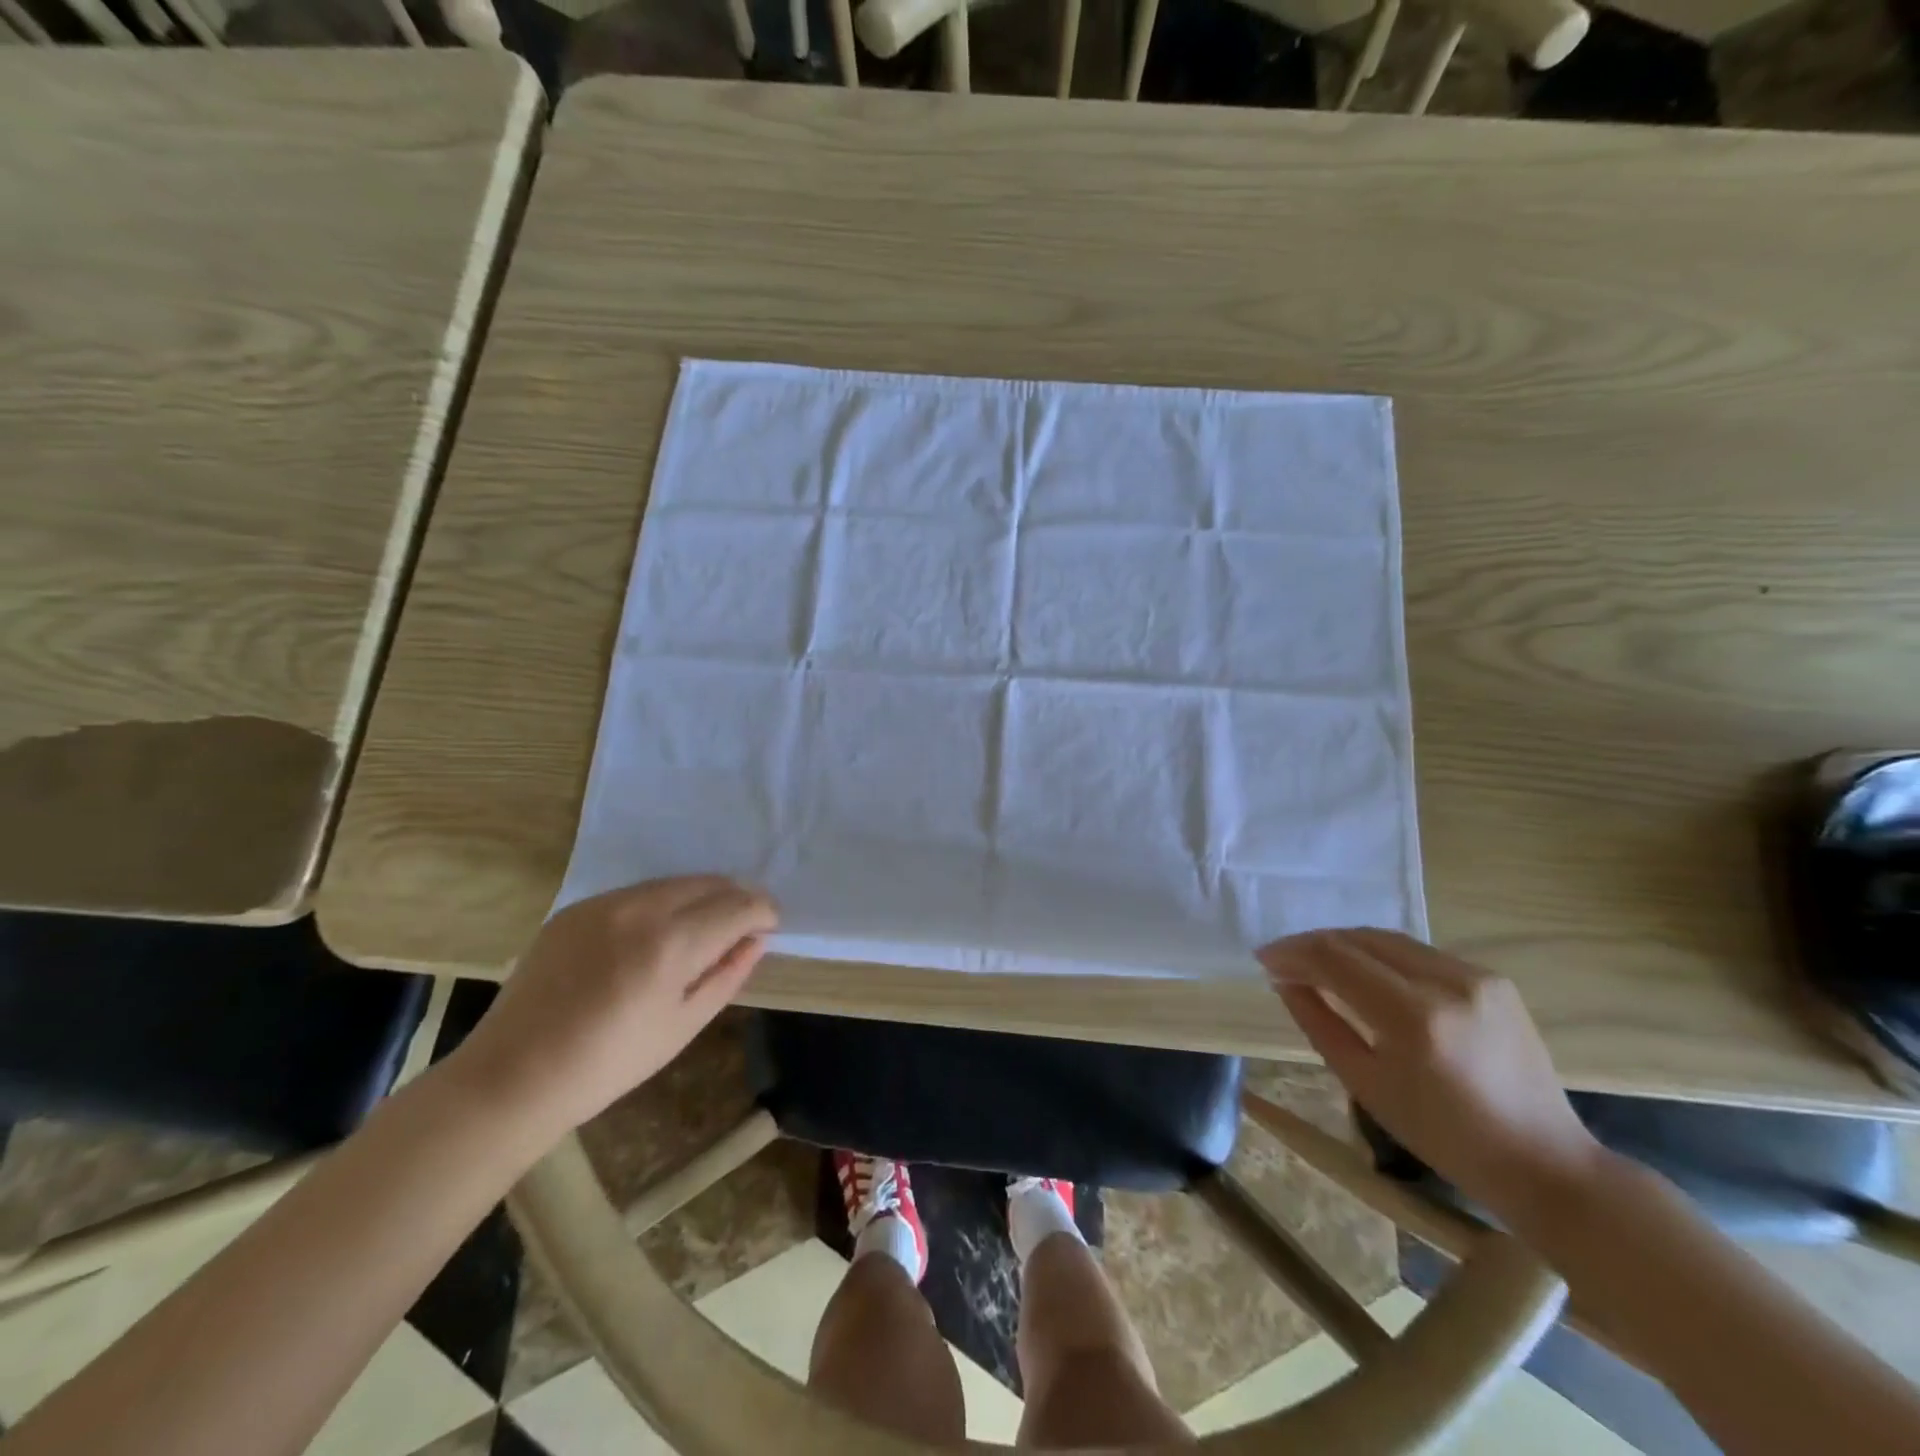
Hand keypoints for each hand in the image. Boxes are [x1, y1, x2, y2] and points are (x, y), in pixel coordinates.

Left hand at [452, 876, 778, 1137]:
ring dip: (701, 898)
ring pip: (675, 882)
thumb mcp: (683, 1026)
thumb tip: (756, 940)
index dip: (764, 912)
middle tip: (741, 928)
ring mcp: (605, 903)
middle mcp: (642, 908)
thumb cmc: (609, 1064)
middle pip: (711, 883)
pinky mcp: (577, 908)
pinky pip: (638, 892)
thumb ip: (727, 975)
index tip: (768, 928)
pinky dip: (662, 904)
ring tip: (700, 930)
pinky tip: (654, 936)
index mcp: (672, 943)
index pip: (739, 905)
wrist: (513, 1075)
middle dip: (736, 899)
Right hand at [1258, 928, 1605, 1233]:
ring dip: (1345, 945)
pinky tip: (1364, 973)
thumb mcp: (1365, 1084)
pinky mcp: (1492, 978)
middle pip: (1361, 939)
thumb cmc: (1444, 1137)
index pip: (1336, 959)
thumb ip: (1319, 1023)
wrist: (1543, 1163)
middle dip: (1314, 944)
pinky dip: (1381, 955)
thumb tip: (1285, 981)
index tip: (1264, 959)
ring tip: (1316, 962)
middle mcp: (1448, 982)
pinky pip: (1418, 953)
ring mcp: (1476, 975)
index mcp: (1416, 1017)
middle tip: (1283, 960)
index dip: (1293, 953)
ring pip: (1389, 939)